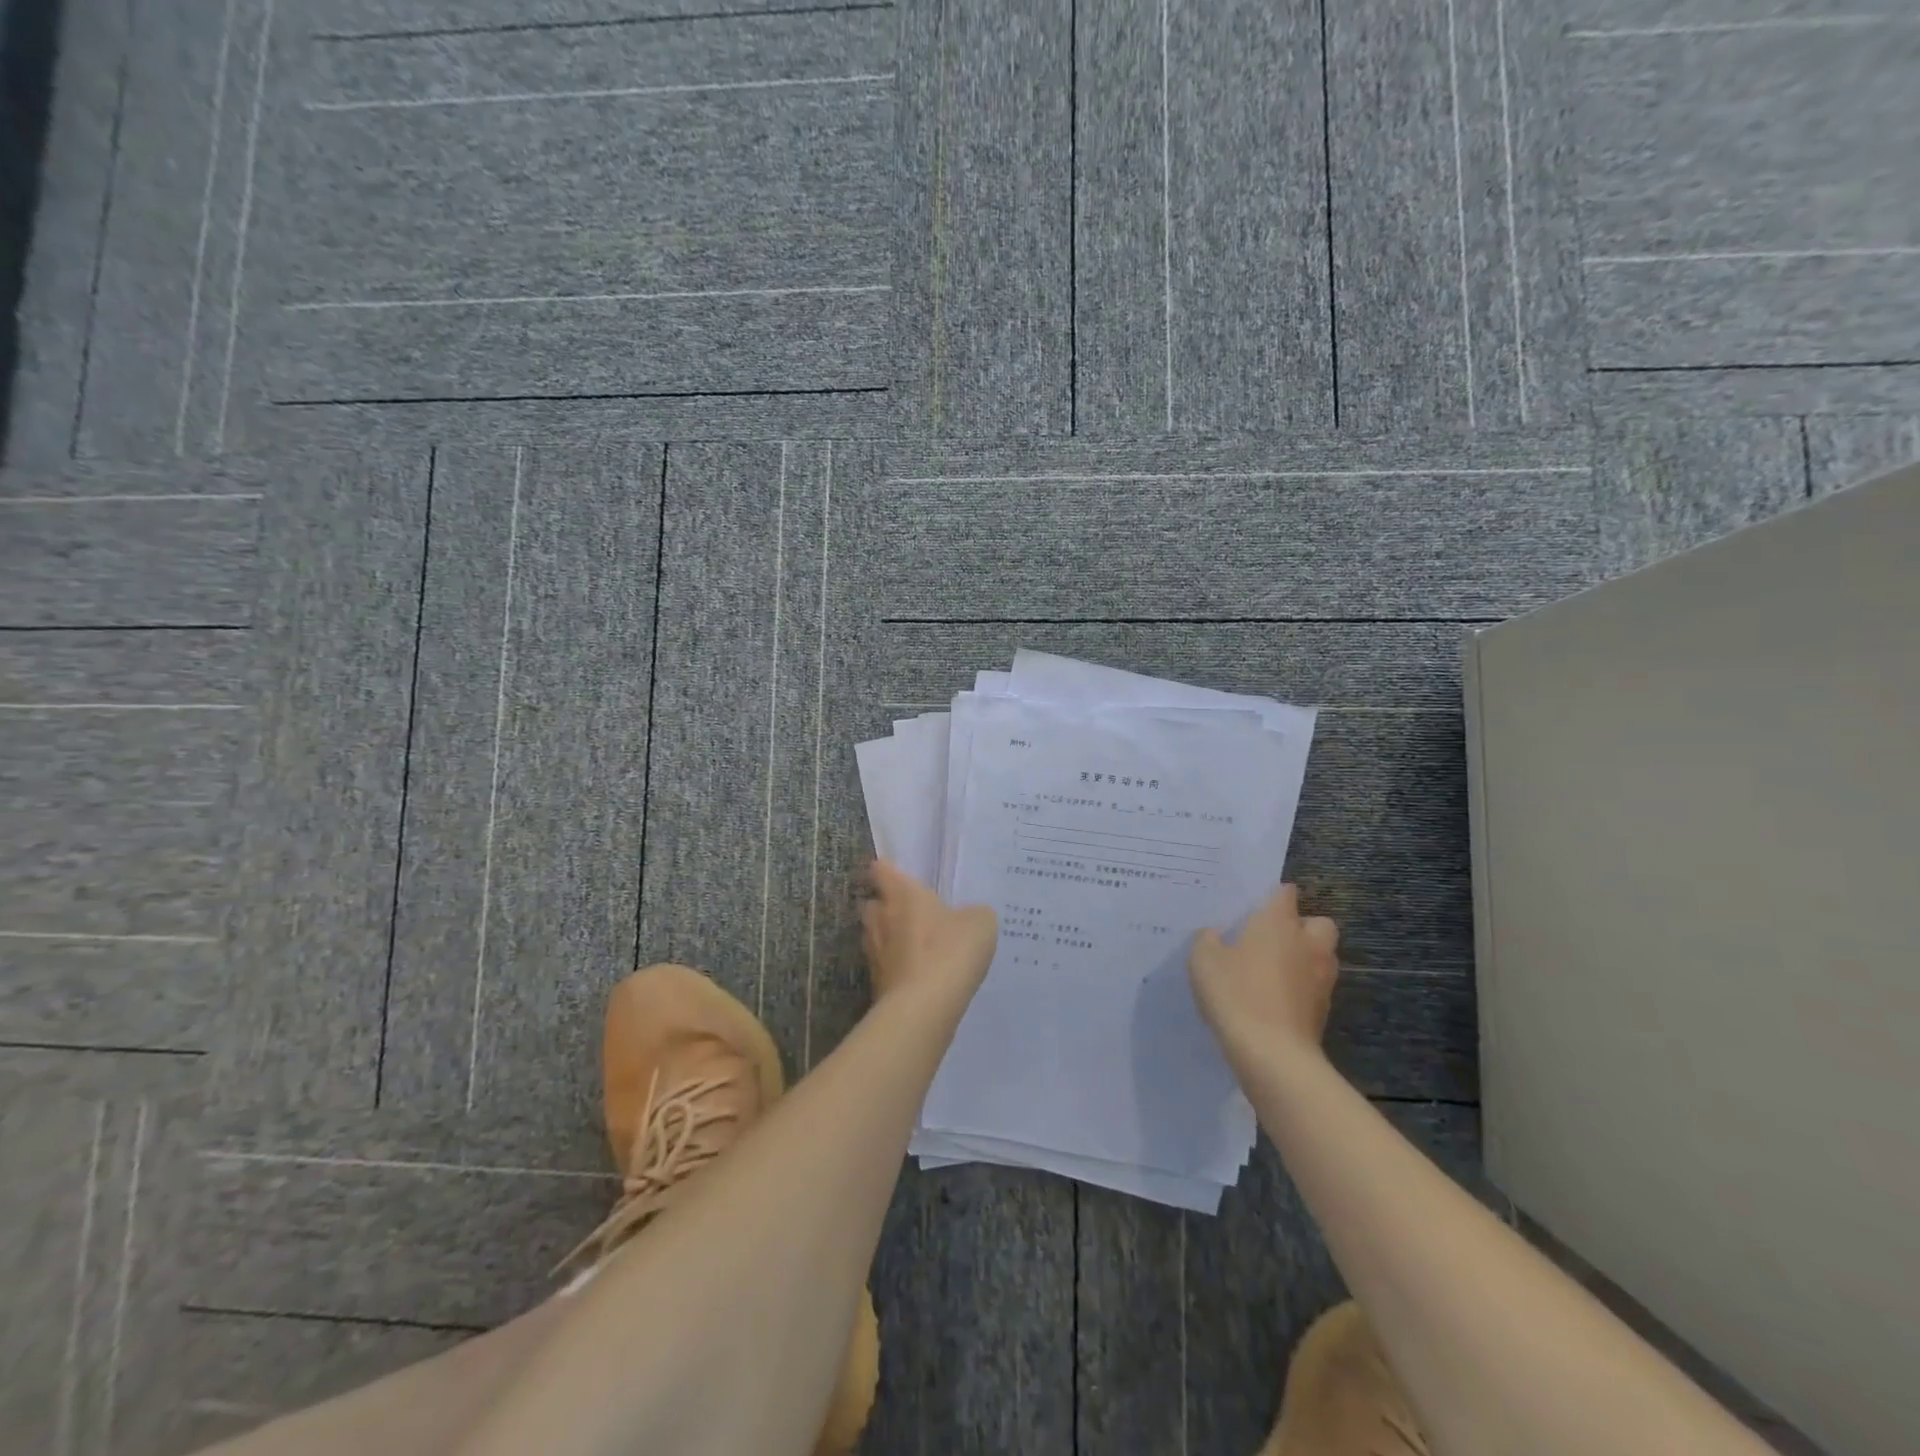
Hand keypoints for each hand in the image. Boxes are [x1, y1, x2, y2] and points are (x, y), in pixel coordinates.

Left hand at [859, 859, 997, 1005]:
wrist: (924, 1007)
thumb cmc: (950, 950)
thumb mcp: (980, 923)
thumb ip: (974, 913)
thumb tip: (969, 917)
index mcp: (901, 893)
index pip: (881, 870)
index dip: (888, 870)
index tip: (897, 875)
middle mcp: (880, 918)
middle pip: (873, 904)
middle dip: (886, 906)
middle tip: (911, 912)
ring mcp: (874, 953)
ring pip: (875, 936)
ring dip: (890, 938)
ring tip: (916, 945)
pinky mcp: (876, 984)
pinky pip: (885, 966)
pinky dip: (897, 967)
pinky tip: (920, 975)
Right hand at [1189, 884, 1339, 1064]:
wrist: (1272, 1054)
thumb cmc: (1236, 993)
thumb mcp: (1203, 960)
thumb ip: (1208, 939)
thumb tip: (1216, 935)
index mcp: (1279, 922)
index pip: (1286, 893)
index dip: (1273, 895)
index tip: (1254, 905)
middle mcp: (1307, 944)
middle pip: (1319, 923)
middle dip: (1302, 926)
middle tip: (1272, 938)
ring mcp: (1321, 978)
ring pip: (1322, 956)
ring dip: (1305, 958)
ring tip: (1273, 971)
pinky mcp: (1323, 1010)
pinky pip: (1315, 987)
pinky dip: (1301, 989)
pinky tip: (1274, 1000)